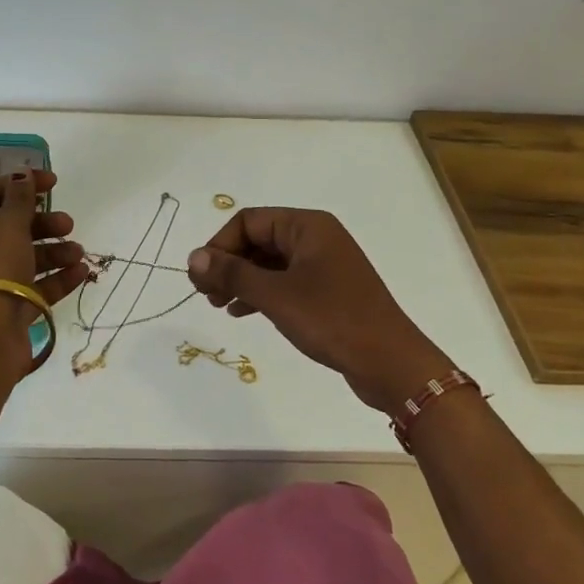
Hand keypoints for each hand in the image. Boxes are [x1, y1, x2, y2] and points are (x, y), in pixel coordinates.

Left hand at [0, 170, 88, 374]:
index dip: (20, 183)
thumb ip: (19, 198)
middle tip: (68, 223)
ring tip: (78, 252)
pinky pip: (34, 286)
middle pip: (10, 227)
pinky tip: (81, 271)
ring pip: (24, 257)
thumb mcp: (8, 225)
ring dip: (54, 250)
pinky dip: (56, 277)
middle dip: (42, 222)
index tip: (53, 183)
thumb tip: (22, 173)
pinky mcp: (7, 309)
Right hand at [187, 207, 452, 413]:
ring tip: (218, 305)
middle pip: (257, 240)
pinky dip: (260, 293)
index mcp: (307, 226)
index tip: (200, 276)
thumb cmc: (332, 320)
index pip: (248, 221)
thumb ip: (232, 273)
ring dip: (241, 280)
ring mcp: (323, 264)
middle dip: (228, 264)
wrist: (390, 363)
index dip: (219, 245)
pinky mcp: (327, 291)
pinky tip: (242, 312)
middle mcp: (316, 237)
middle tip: (204, 294)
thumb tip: (193, 257)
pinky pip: (284, 282)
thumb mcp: (275, 295)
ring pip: (268, 263)